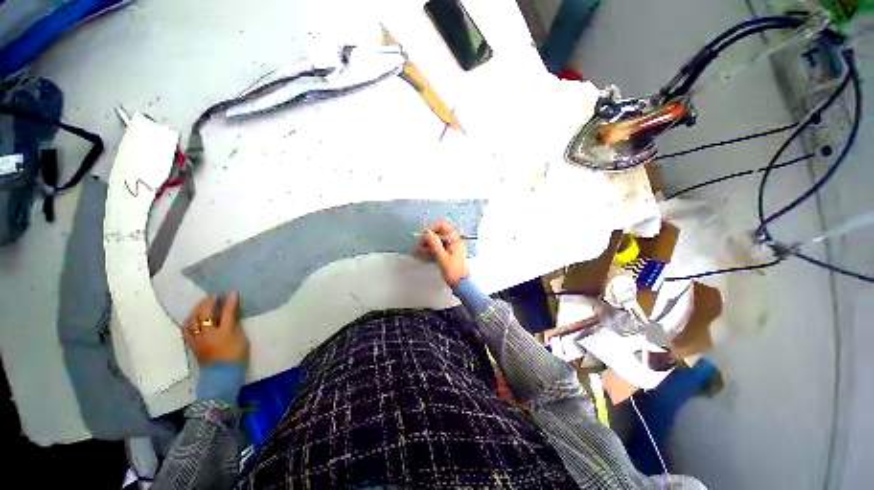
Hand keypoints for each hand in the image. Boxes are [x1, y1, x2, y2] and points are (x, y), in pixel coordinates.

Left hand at [183, 293, 248, 365]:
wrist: (222, 375)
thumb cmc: (235, 355)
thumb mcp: (239, 337)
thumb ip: (234, 321)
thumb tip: (232, 309)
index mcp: (221, 331)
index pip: (224, 312)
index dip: (228, 301)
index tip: (231, 292)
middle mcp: (206, 333)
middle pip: (203, 314)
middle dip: (208, 302)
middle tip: (215, 295)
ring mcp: (196, 339)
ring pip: (192, 320)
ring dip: (197, 310)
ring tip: (203, 304)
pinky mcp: (192, 344)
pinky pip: (188, 328)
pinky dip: (191, 320)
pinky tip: (194, 318)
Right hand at [414, 221, 468, 287]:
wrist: (462, 285)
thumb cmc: (454, 271)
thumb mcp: (441, 256)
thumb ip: (434, 243)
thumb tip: (427, 232)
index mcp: (455, 240)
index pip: (443, 226)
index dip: (432, 229)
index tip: (424, 235)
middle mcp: (455, 242)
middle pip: (440, 235)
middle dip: (428, 239)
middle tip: (419, 244)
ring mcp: (452, 250)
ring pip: (438, 244)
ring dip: (427, 246)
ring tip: (416, 251)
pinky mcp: (449, 257)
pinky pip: (438, 251)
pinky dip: (430, 252)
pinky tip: (421, 255)